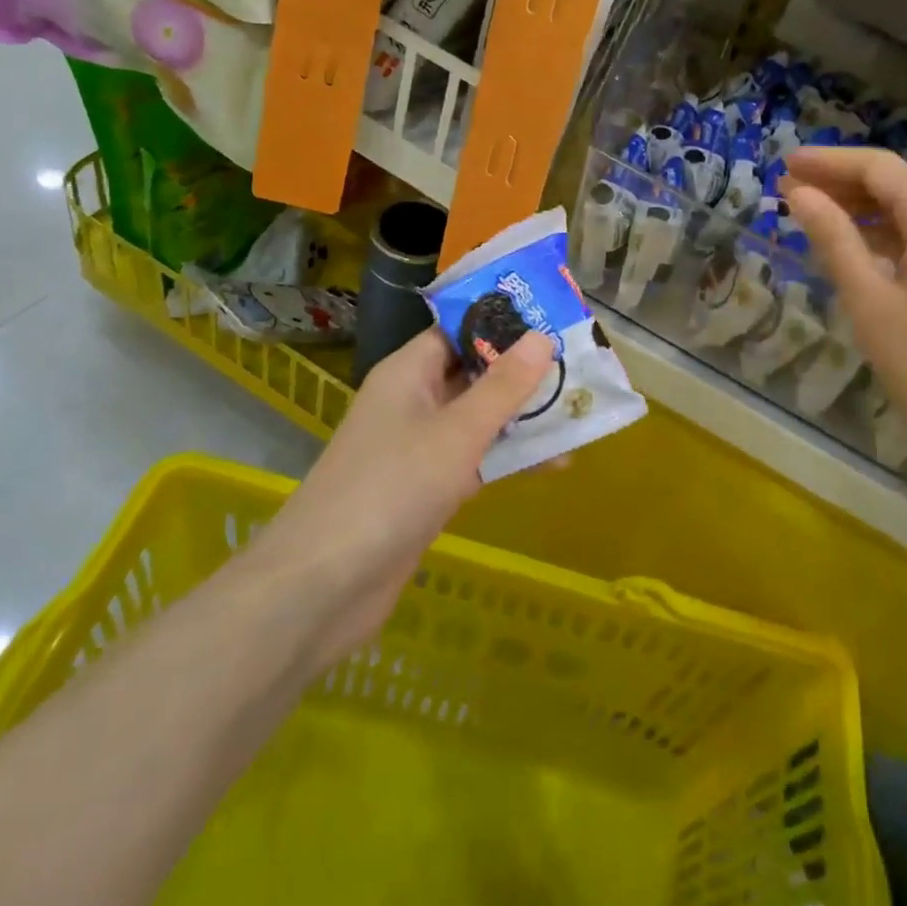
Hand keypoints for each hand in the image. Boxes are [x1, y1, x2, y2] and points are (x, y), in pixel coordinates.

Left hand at [251, 327, 556, 674]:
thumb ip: (503, 386)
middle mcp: (414, 401)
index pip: (461, 329)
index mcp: (410, 372)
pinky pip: (477, 459)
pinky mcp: (428, 489)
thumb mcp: (457, 432)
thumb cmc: (392, 488)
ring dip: (524, 417)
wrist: (325, 586)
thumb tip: (542, 337)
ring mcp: (420, 447)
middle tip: (582, 365)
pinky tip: (556, 462)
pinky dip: (511, 457)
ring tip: (581, 411)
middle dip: (525, 371)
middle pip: (476, 373)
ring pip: (481, 418)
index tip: (557, 319)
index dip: (506, 321)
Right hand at [781, 147, 906, 475]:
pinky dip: (879, 237)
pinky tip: (847, 250)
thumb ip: (834, 239)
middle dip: (841, 183)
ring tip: (808, 215)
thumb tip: (799, 194)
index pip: (881, 170)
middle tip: (788, 190)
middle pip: (896, 186)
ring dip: (858, 210)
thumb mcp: (869, 299)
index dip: (830, 162)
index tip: (785, 164)